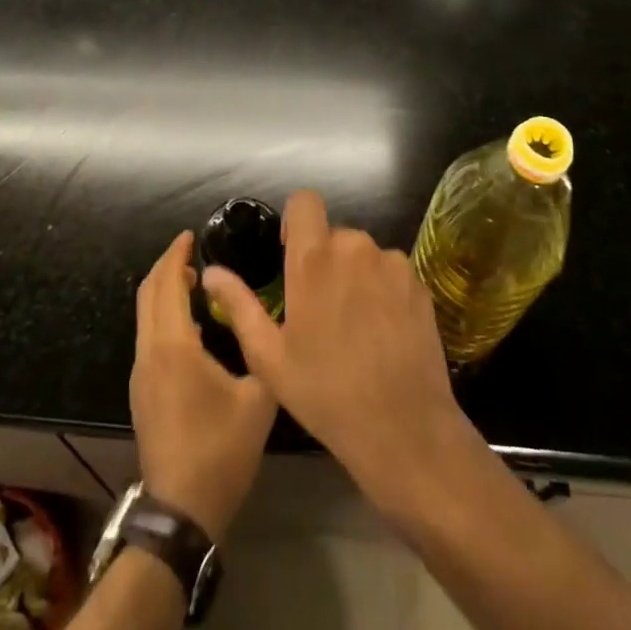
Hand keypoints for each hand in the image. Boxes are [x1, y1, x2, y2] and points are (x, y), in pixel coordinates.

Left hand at [131, 231, 277, 541]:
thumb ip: (260, 350)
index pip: (166, 283)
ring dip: (163, 291)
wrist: (182, 511)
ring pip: (144, 315)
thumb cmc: (221, 451)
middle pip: (148, 293)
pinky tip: (190, 325)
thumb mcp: (258, 398)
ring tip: (195, 282)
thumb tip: (262, 319)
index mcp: (173, 346)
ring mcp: (140, 373)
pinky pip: (148, 336)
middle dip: (167, 266)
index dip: (176, 254)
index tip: (191, 235)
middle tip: (192, 252)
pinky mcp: (141, 391)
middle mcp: (149, 352)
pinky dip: (162, 314)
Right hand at [200, 191, 479, 514]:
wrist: (404, 429)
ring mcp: (391, 264)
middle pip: (333, 233)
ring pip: (363, 254)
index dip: (296, 220)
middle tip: (320, 307)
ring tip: (353, 324)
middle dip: (324, 259)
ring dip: (354, 274)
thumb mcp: (269, 357)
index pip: (305, 201)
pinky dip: (382, 289)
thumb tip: (211, 272)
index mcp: (313, 259)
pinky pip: (391, 272)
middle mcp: (354, 247)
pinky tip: (382, 331)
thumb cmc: (326, 393)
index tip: (293, 253)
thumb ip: (239, 305)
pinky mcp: (419, 283)